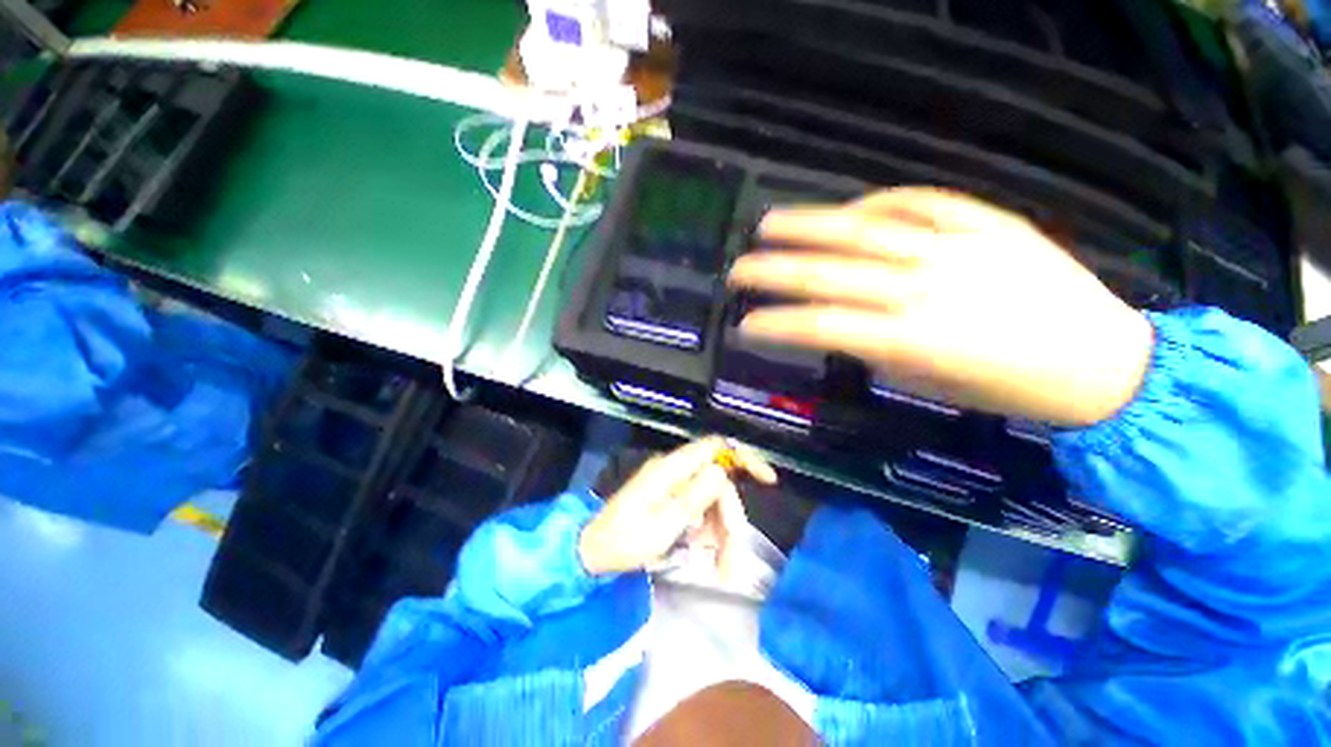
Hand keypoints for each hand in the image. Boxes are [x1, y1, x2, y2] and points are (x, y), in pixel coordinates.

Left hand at [578, 437, 777, 576]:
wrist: (593, 552)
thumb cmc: (625, 541)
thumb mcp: (662, 524)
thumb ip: (693, 497)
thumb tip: (721, 471)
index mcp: (671, 469)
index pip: (715, 448)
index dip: (743, 458)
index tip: (767, 481)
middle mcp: (675, 471)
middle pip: (718, 484)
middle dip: (730, 519)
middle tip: (733, 560)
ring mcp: (673, 485)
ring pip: (712, 501)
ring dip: (721, 533)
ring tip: (721, 568)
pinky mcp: (671, 500)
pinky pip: (700, 511)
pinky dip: (707, 533)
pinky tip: (702, 554)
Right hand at [728, 188, 1154, 427]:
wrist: (1103, 362)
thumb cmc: (1009, 388)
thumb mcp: (928, 383)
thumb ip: (875, 350)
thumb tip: (840, 327)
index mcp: (910, 338)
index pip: (819, 326)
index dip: (774, 325)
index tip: (743, 326)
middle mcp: (924, 287)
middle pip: (828, 274)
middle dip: (772, 272)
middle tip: (737, 270)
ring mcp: (956, 248)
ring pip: (864, 229)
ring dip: (808, 226)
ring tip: (768, 225)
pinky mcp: (987, 222)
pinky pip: (919, 202)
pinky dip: (877, 202)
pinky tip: (849, 207)